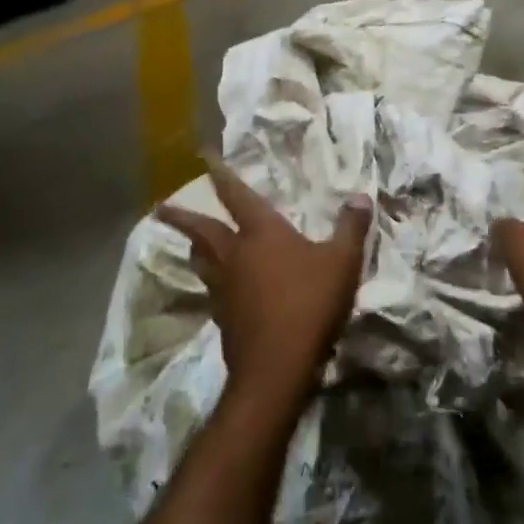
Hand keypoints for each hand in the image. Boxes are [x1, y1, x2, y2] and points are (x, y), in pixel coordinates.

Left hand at [155, 155, 371, 414]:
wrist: (277, 367)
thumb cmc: (309, 303)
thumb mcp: (342, 262)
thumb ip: (351, 227)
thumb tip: (360, 196)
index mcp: (261, 233)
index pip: (237, 195)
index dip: (221, 174)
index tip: (202, 155)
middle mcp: (235, 255)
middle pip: (203, 231)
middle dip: (182, 217)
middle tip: (162, 208)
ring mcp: (224, 289)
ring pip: (202, 262)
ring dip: (195, 249)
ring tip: (192, 244)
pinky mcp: (223, 319)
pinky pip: (213, 291)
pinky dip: (212, 283)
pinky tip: (221, 289)